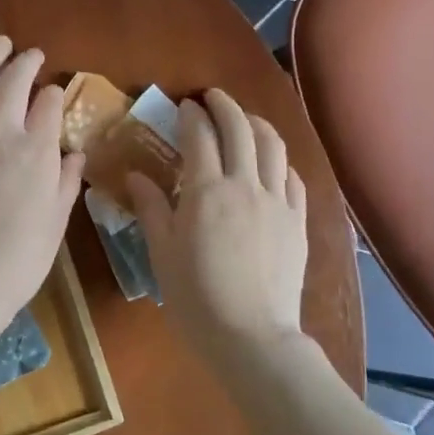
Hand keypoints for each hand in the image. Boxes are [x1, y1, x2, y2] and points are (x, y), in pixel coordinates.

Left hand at [0, 38, 84, 332]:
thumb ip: (65, 181)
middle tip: (30, 55)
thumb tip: (74, 154)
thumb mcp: (57, 221)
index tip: (55, 93)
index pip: (48, 104)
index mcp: (36, 150)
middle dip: (25, 62)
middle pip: (12, 81)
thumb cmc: (20, 258)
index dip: (54, 94)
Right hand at [127, 89, 308, 357]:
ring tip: (245, 120)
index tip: (184, 106)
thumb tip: (135, 175)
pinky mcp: (298, 221)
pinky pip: (294, 179)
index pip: (199, 136)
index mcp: (206, 191)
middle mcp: (245, 185)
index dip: (191, 115)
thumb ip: (151, 208)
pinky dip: (281, 161)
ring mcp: (278, 202)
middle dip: (225, 106)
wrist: (251, 336)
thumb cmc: (196, 297)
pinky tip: (273, 165)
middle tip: (213, 98)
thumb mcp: (162, 253)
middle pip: (240, 129)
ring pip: (273, 146)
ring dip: (257, 124)